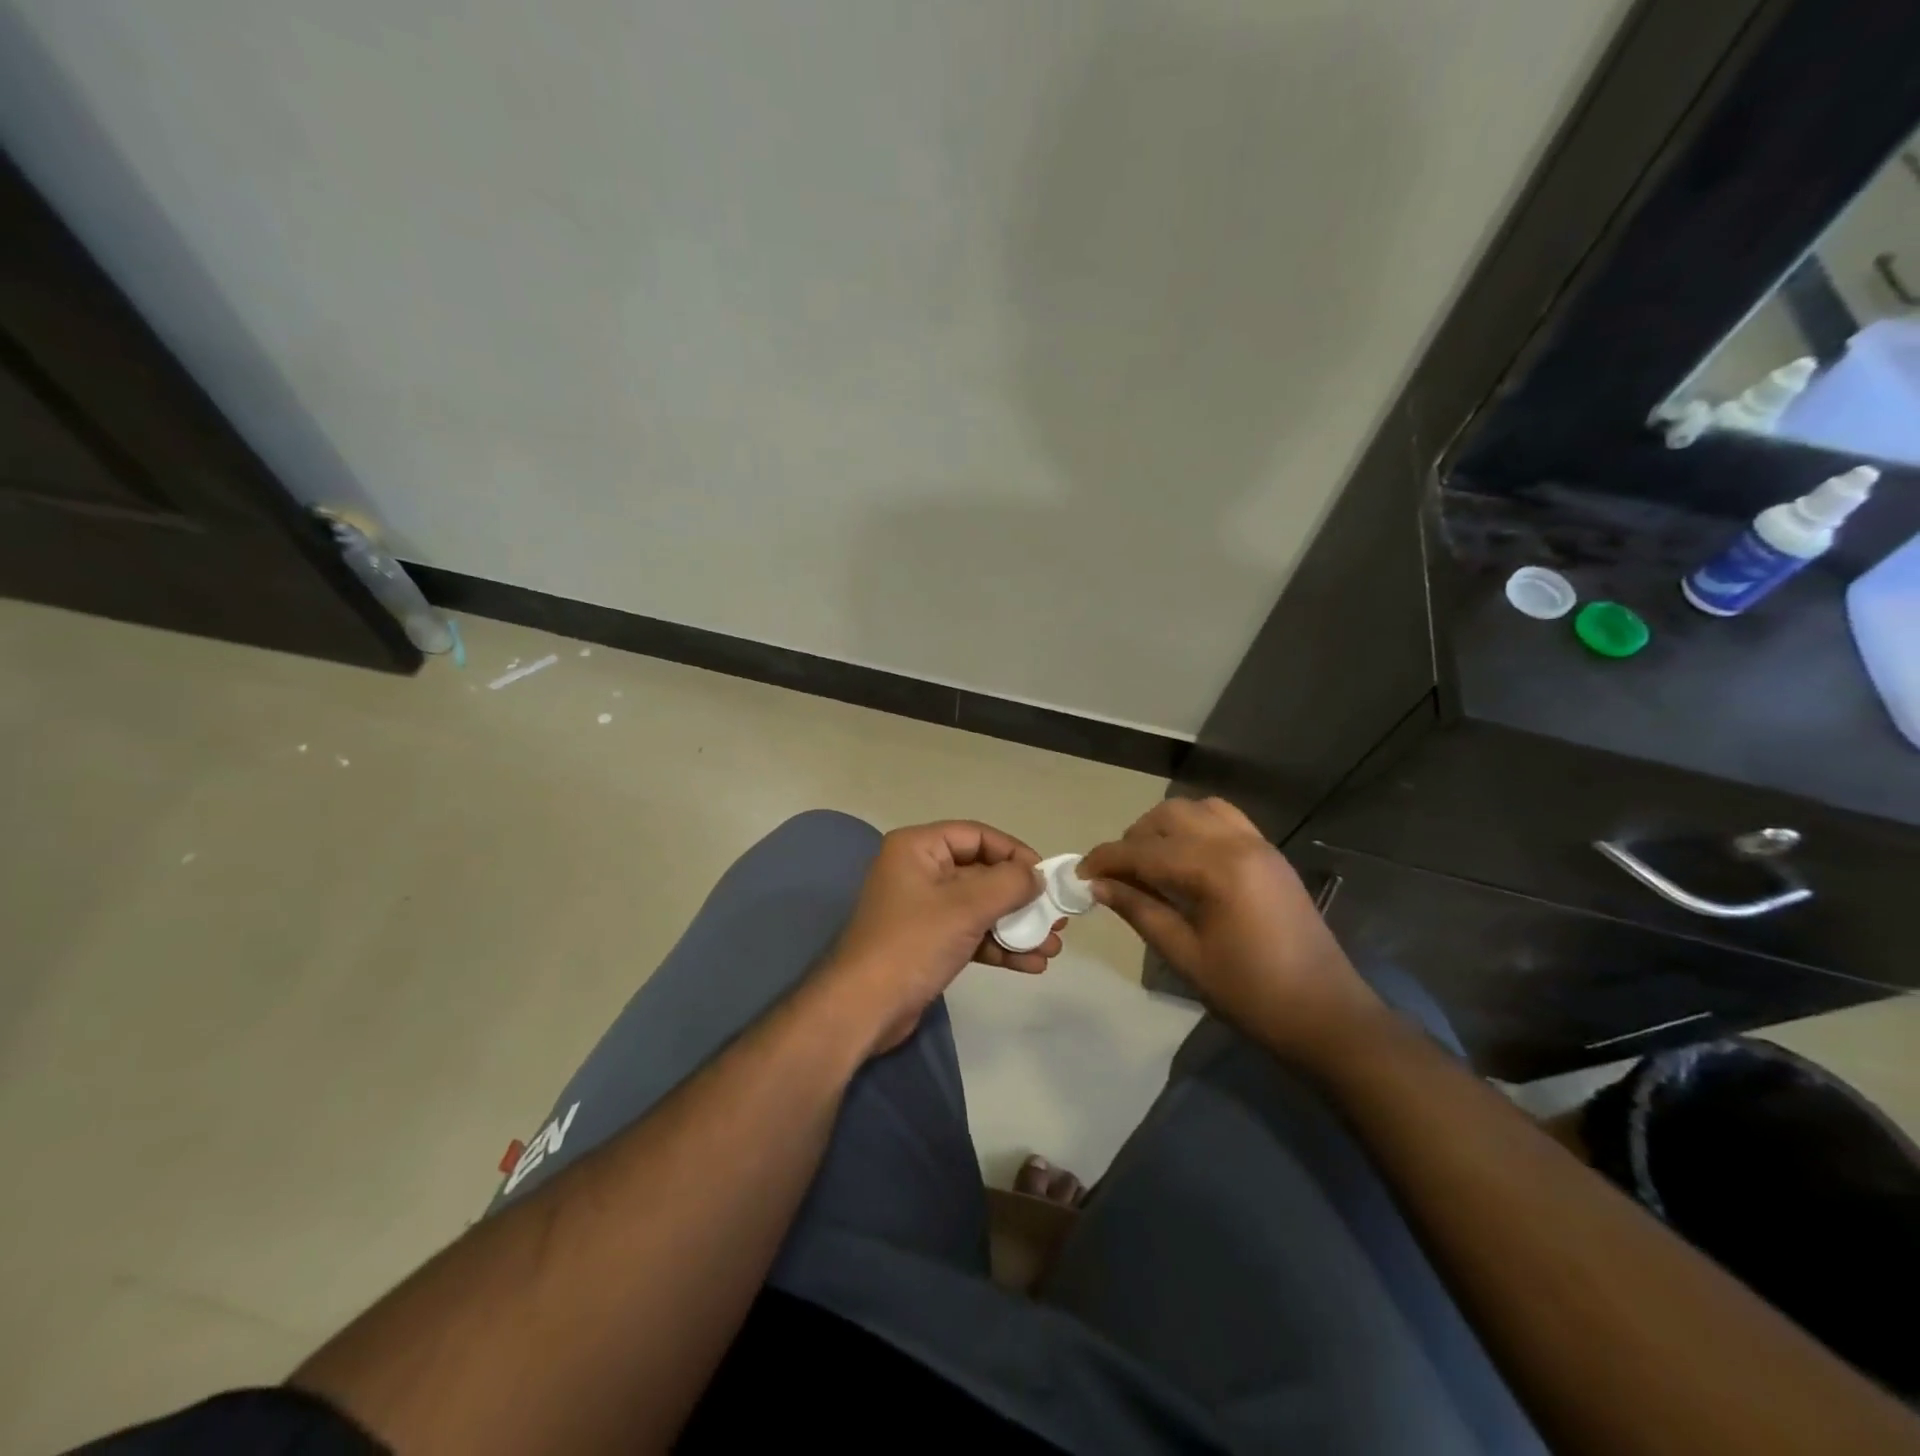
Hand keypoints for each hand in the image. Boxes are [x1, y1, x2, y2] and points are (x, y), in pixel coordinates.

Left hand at [815, 821, 1066, 1055]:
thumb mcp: (966, 907)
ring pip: (979, 907)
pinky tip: (1031, 964)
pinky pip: (970, 933)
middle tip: (1056, 916)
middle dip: (1021, 897)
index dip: (1014, 852)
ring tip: (1052, 946)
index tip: (1045, 877)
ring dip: (1016, 926)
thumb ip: (1008, 884)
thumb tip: (1036, 876)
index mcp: (918, 848)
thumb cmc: (913, 944)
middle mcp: (919, 871)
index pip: (976, 835)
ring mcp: (923, 909)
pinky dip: (998, 945)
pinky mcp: (928, 942)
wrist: (864, 1008)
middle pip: (981, 873)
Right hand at [1082, 798, 1383, 1062]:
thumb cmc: (1251, 994)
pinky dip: (1195, 828)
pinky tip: (1185, 861)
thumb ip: (1140, 910)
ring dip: (1165, 827)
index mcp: (1217, 869)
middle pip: (1170, 816)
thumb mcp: (1186, 956)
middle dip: (1134, 838)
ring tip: (1150, 863)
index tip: (1079, 874)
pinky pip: (1225, 820)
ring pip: (1198, 810)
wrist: (1327, 1016)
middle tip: (1116, 874)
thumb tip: (1098, 885)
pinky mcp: (1270, 855)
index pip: (1146, 850)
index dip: (1106, 859)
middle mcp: (1238, 843)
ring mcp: (1259, 844)